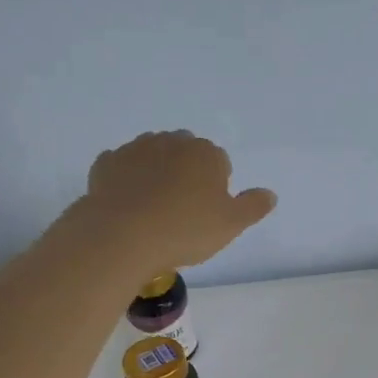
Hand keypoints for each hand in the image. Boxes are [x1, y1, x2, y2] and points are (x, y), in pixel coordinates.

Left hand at [83, 130, 276, 268]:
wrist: (123, 236)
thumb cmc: (185, 230)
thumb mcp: (231, 225)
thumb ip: (253, 206)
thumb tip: (270, 194)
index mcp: (206, 153)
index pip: (220, 163)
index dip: (216, 188)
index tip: (208, 213)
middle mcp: (172, 142)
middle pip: (186, 154)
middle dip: (187, 174)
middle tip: (183, 211)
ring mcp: (136, 149)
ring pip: (153, 156)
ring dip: (157, 174)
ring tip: (154, 209)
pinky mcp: (107, 163)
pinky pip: (123, 167)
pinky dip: (128, 180)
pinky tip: (129, 204)